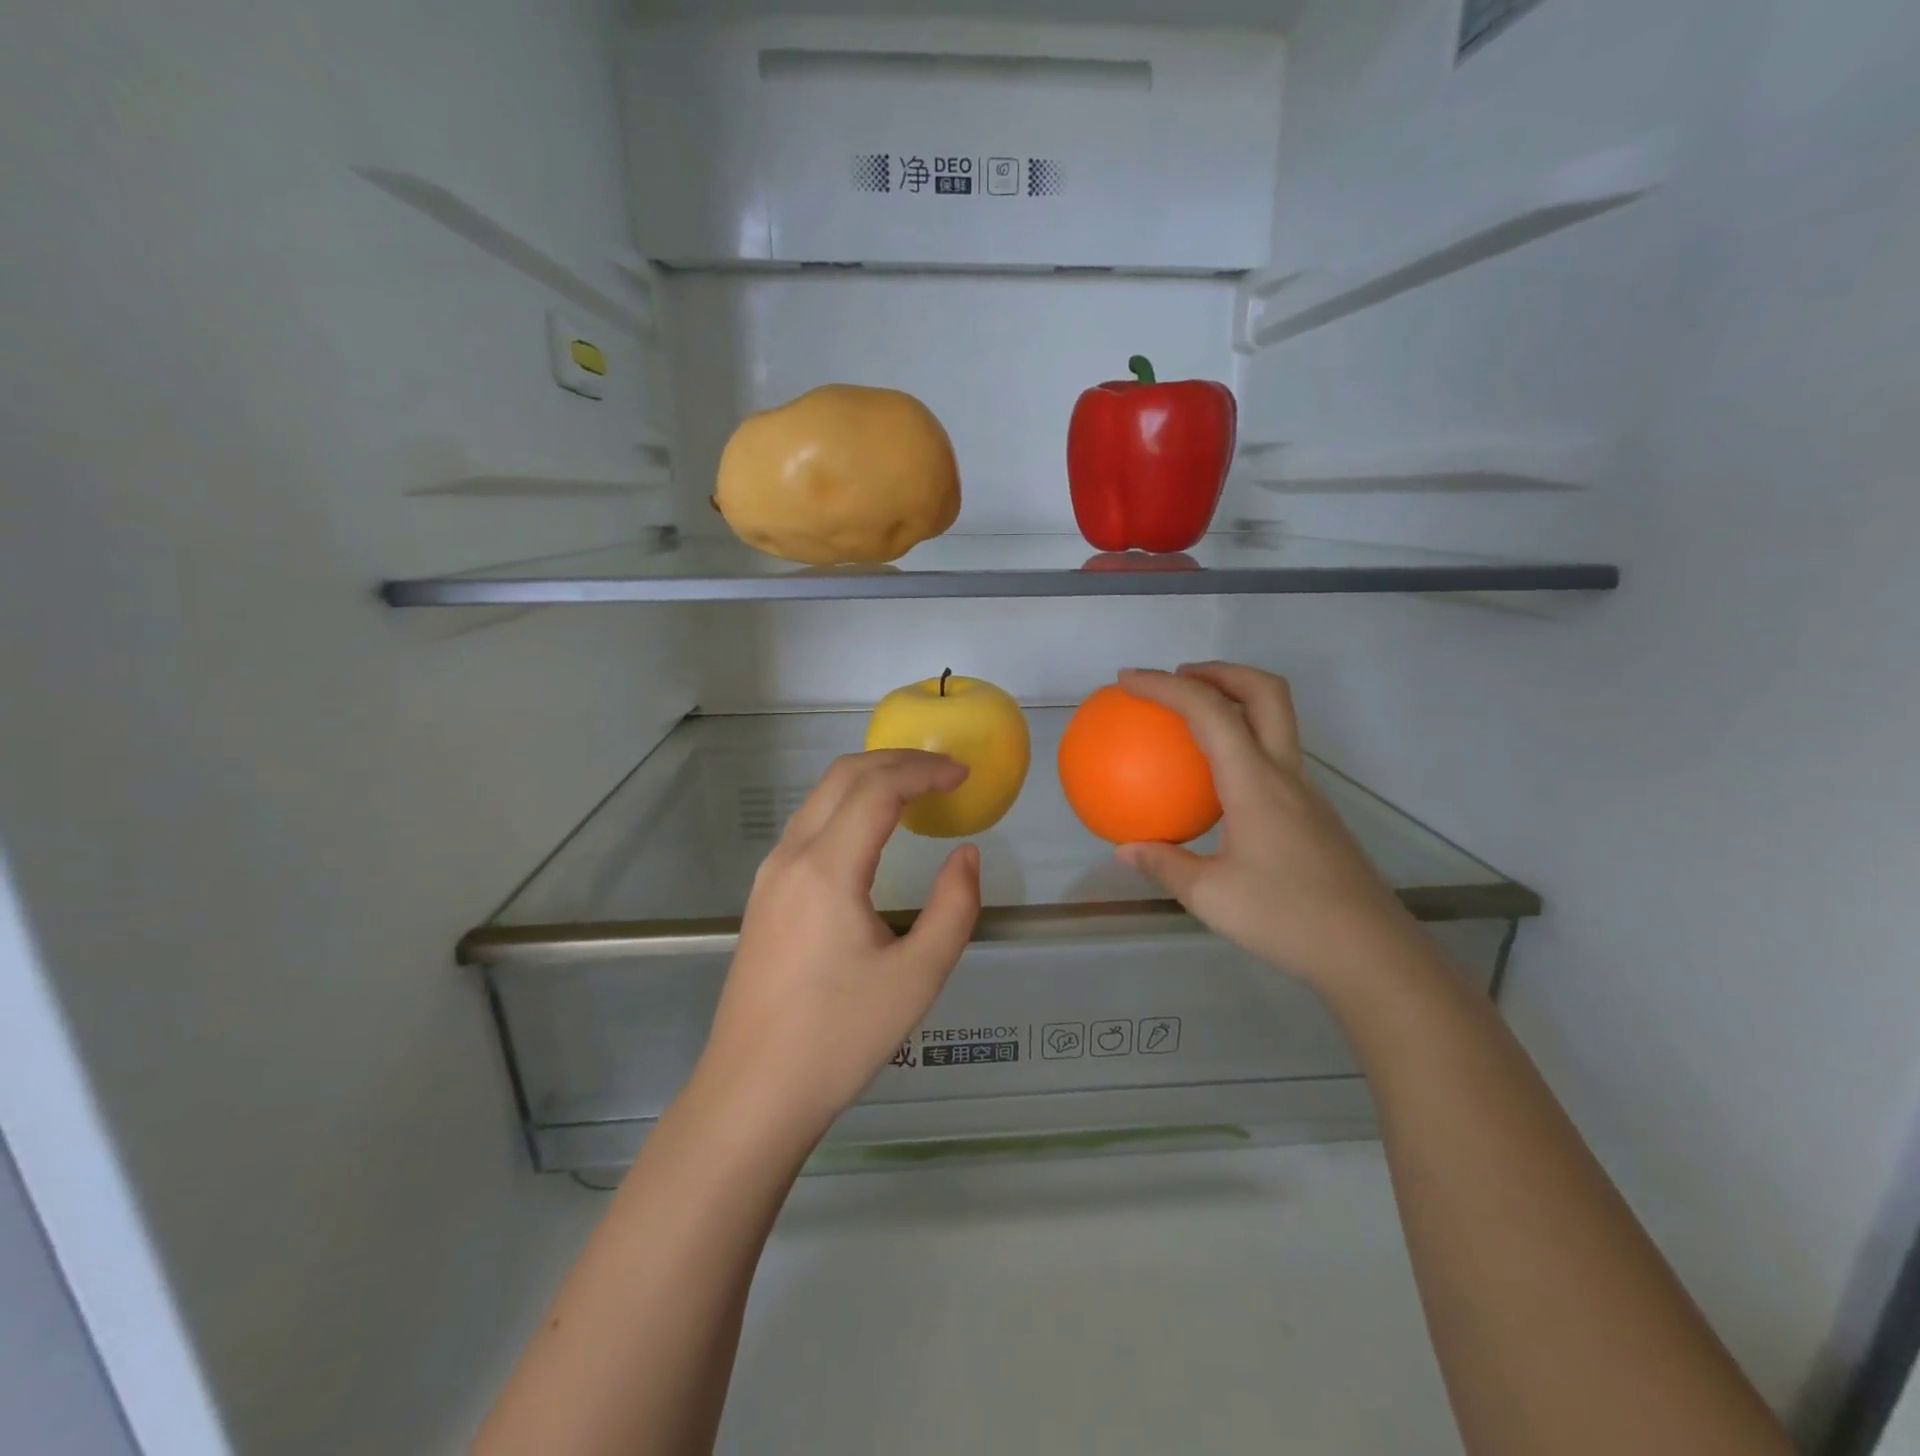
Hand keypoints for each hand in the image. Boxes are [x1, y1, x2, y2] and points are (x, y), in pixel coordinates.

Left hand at [697, 750, 981, 1144]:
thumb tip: (965, 856)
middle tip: (943, 771)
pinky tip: (872, 831)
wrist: (752, 1094)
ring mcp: (770, 875)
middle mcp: (791, 857)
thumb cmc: (839, 1038)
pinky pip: (807, 825)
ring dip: (868, 780)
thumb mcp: (917, 977)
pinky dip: (846, 806)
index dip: (924, 771)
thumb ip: (953, 907)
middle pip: (842, 777)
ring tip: (915, 790)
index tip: (963, 774)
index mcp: (827, 868)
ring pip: (820, 798)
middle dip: (896, 761)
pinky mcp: (764, 897)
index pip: (877, 788)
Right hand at [1114, 664, 1416, 989]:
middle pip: (1265, 692)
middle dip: (1220, 670)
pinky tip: (1215, 784)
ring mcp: (1305, 792)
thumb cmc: (1287, 918)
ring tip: (1192, 718)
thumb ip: (1163, 865)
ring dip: (1236, 701)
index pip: (1208, 712)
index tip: (1128, 679)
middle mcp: (1284, 774)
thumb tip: (1124, 850)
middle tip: (1180, 676)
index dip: (1165, 686)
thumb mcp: (1209, 896)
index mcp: (1255, 783)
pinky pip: (1273, 757)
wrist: (1370, 952)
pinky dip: (1242, 743)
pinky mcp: (1313, 813)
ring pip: (1276, 721)